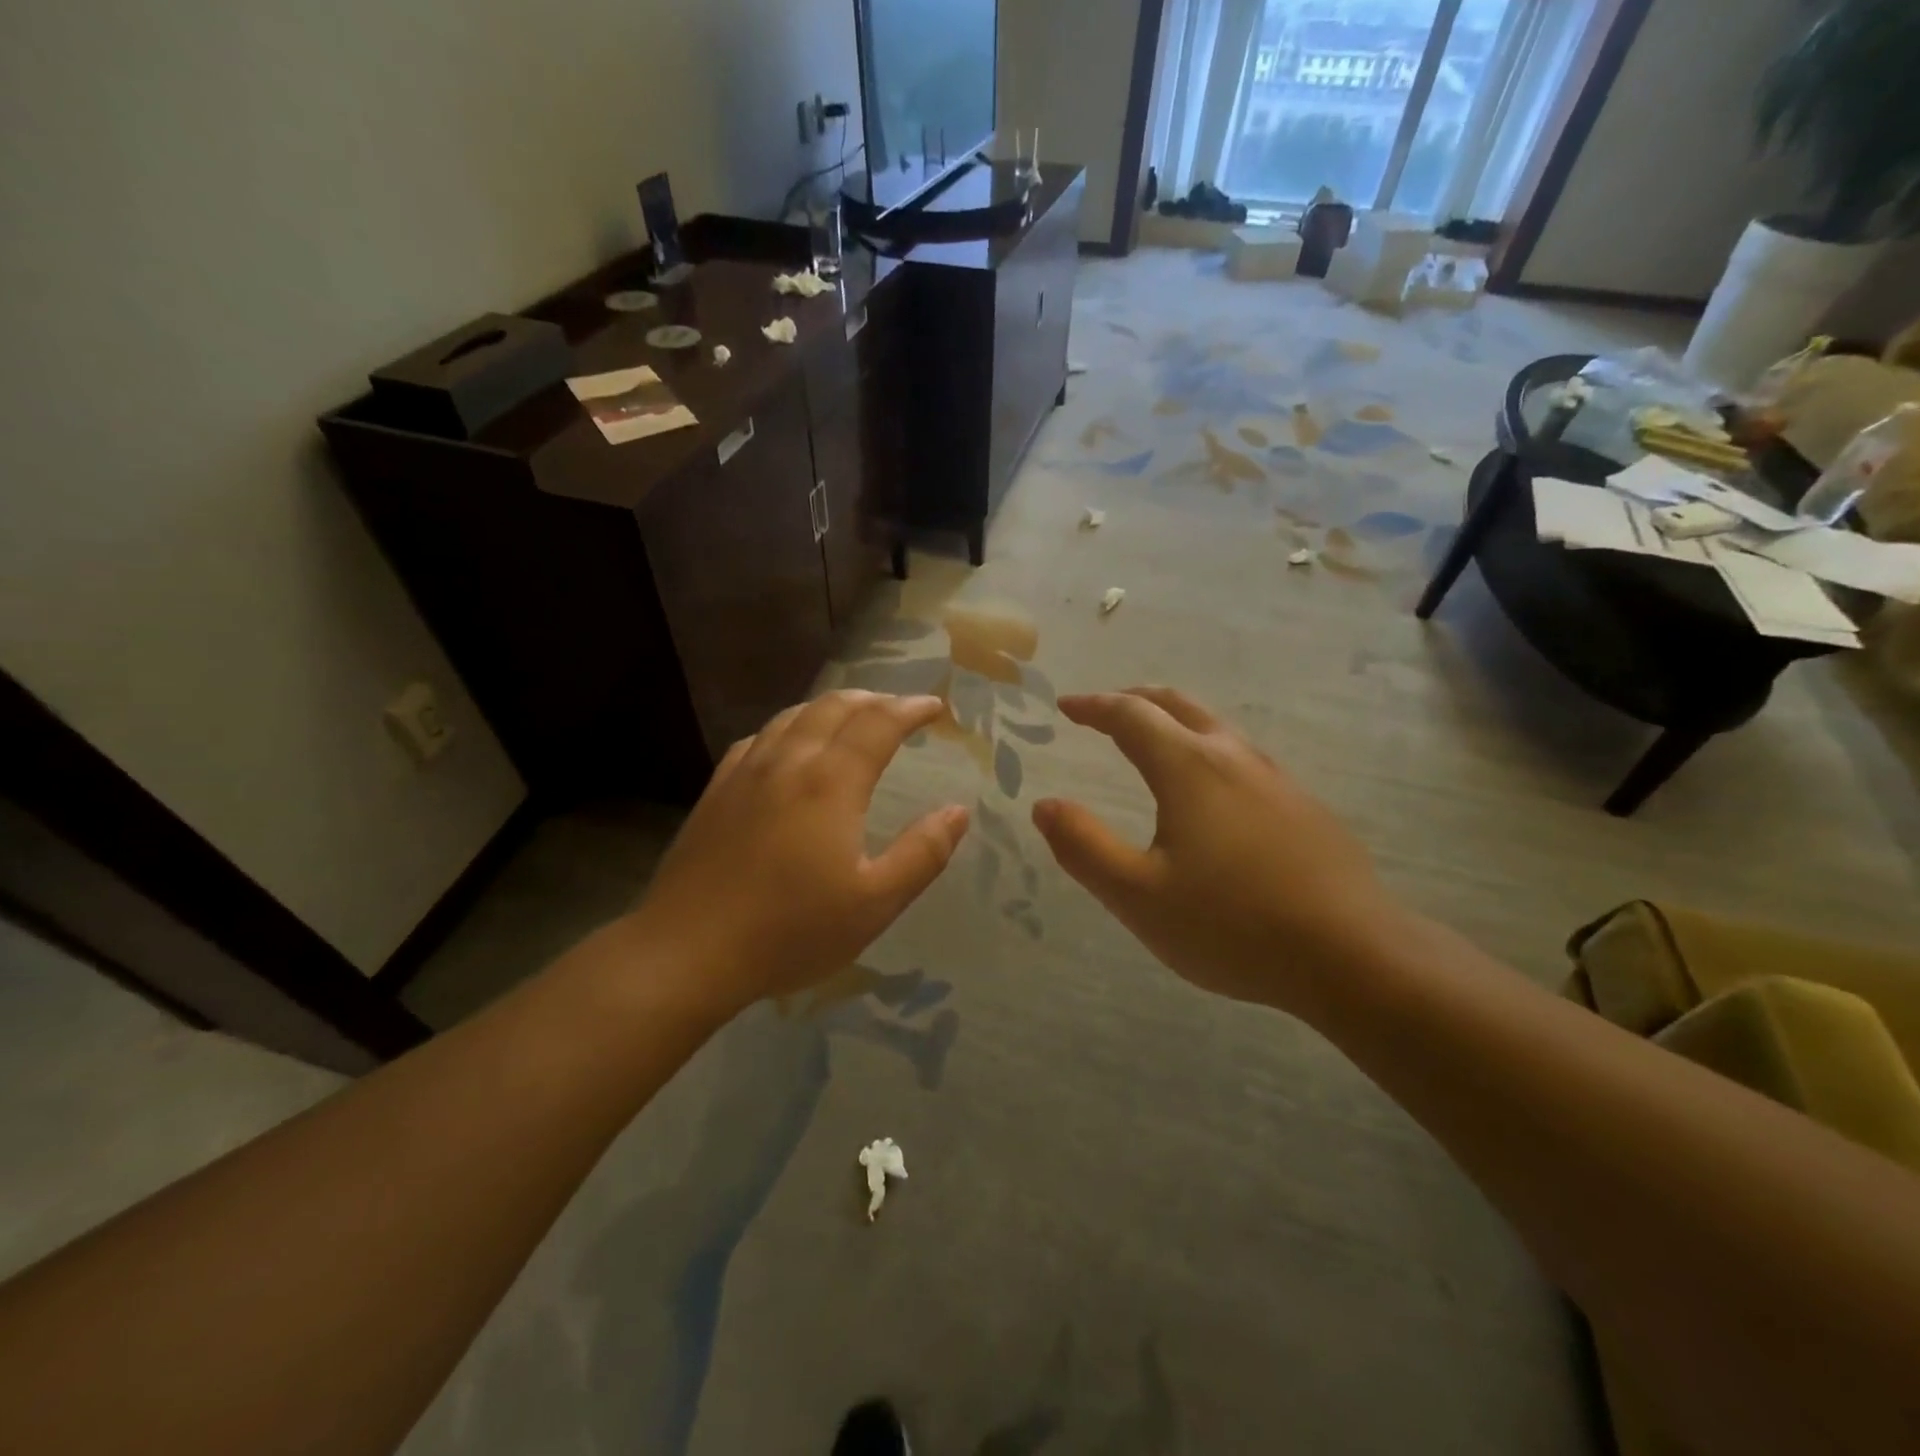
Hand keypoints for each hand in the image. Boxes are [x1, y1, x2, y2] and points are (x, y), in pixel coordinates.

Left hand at [626, 692, 969, 1017]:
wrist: (688, 951)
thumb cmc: (790, 931)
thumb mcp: (874, 903)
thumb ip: (922, 853)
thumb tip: (958, 811)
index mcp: (831, 782)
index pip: (879, 723)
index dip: (911, 708)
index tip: (935, 708)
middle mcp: (789, 762)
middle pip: (835, 707)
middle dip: (875, 699)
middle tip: (900, 709)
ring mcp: (746, 772)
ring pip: (794, 716)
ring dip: (831, 707)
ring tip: (853, 716)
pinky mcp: (716, 790)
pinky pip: (759, 738)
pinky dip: (790, 726)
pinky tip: (789, 745)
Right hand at [1032, 688, 1396, 1012]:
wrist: (1351, 954)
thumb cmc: (1231, 924)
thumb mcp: (1137, 895)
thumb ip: (1083, 846)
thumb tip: (1044, 806)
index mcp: (1188, 768)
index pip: (1130, 715)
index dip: (1093, 706)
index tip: (1066, 706)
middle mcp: (1233, 757)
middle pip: (1177, 705)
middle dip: (1134, 700)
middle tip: (1103, 710)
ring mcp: (1276, 779)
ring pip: (1215, 728)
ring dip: (1173, 722)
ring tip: (1150, 742)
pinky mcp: (1303, 806)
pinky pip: (1242, 758)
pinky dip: (1206, 751)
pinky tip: (1209, 793)